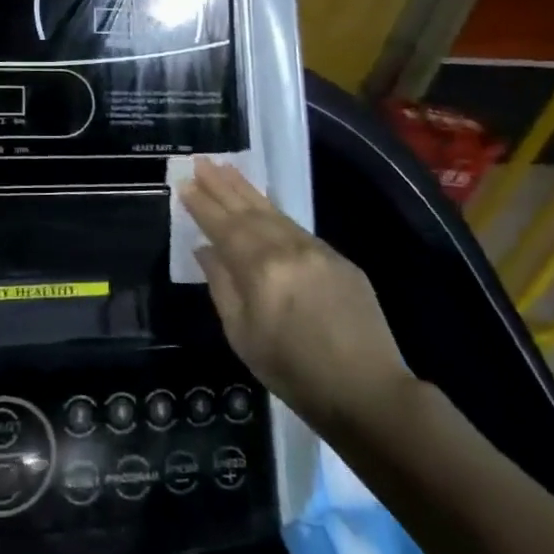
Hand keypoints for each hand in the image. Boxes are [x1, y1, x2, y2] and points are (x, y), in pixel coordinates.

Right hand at [178, 157, 411, 430]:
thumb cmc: (293, 372)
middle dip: (221, 185)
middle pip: (248, 210)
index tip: (184, 182)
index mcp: (259, 270)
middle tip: (201, 161)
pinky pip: (296, 227)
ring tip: (226, 168)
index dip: (202, 204)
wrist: (368, 392)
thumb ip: (221, 286)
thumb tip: (206, 250)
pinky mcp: (338, 259)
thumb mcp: (243, 336)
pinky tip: (263, 203)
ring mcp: (317, 250)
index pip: (223, 227)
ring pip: (274, 212)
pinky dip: (274, 210)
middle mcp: (287, 249)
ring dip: (246, 189)